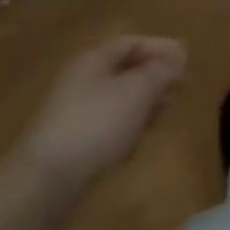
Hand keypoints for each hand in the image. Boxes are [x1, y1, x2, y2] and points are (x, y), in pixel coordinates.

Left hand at [18, 35, 187, 186]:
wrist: (42, 186)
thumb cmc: (95, 125)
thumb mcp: (137, 91)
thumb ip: (161, 70)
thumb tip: (178, 56)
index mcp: (94, 60)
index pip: (132, 43)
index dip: (161, 48)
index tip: (186, 60)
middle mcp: (82, 82)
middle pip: (125, 71)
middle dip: (154, 78)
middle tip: (180, 89)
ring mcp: (73, 116)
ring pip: (117, 101)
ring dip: (143, 105)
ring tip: (164, 116)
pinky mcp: (71, 148)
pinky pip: (106, 128)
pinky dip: (126, 130)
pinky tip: (136, 145)